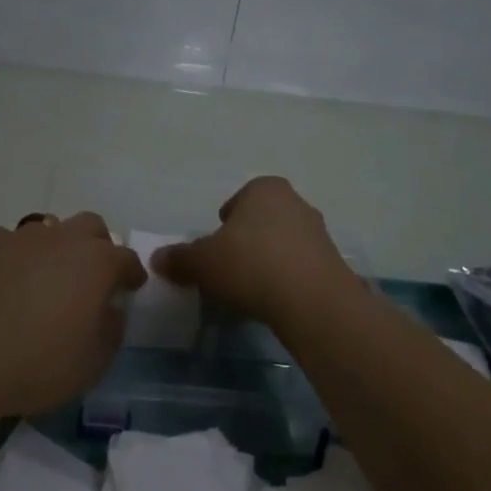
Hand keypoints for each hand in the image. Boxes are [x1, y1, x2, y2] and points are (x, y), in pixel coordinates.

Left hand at [0, 212, 146, 417]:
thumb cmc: (37, 364)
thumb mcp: (93, 362)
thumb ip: (111, 330)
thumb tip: (109, 310)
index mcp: (95, 262)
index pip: (125, 258)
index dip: (131, 273)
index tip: (131, 288)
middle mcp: (60, 238)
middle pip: (90, 227)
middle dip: (98, 247)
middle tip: (92, 278)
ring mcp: (19, 238)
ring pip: (50, 229)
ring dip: (58, 248)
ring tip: (48, 281)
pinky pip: (12, 242)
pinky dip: (19, 258)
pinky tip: (8, 284)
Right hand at [151, 177, 358, 328]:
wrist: (312, 301)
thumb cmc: (251, 266)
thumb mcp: (201, 262)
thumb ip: (179, 258)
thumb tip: (157, 259)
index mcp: (264, 189)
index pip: (237, 201)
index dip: (222, 225)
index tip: (215, 250)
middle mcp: (296, 202)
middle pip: (260, 222)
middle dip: (245, 243)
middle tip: (228, 270)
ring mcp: (319, 233)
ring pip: (281, 245)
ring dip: (266, 262)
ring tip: (249, 291)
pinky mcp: (333, 264)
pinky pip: (299, 268)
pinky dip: (285, 280)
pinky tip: (273, 301)